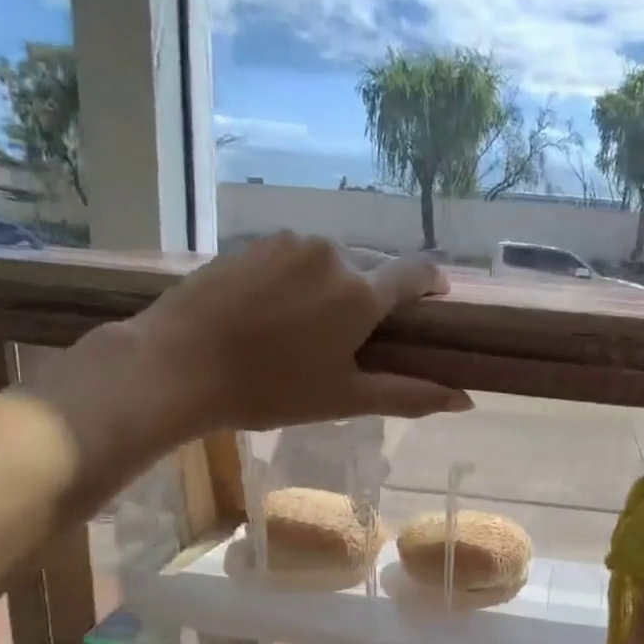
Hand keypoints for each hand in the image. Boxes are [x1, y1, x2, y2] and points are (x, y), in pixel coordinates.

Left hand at [124, 233, 471, 437]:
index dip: (432, 284)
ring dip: (328, 289)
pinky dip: (294, 281)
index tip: (435, 300)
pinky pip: (290, 258)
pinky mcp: (250, 243)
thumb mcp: (344, 399)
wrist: (179, 365)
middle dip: (369, 299)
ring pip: (327, 263)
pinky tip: (270, 314)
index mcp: (360, 292)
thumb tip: (465, 400)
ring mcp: (286, 242)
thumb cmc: (271, 390)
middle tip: (349, 341)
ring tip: (302, 330)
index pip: (416, 272)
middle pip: (368, 271)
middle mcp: (331, 254)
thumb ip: (408, 394)